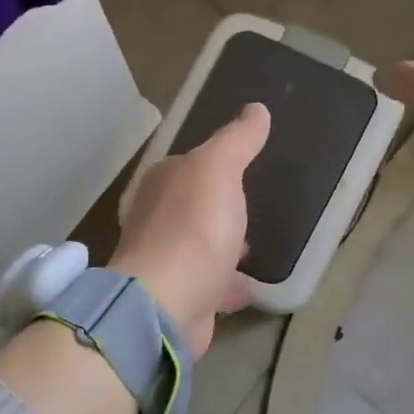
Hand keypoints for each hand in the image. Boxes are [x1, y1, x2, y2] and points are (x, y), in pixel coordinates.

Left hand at [110, 102, 270, 355]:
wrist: (166, 305)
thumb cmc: (193, 229)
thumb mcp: (219, 170)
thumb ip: (237, 141)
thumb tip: (256, 109)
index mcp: (162, 183)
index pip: (189, 164)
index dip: (215, 163)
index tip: (243, 165)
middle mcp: (157, 219)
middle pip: (193, 206)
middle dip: (218, 206)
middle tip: (250, 206)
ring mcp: (166, 262)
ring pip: (200, 246)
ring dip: (222, 244)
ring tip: (251, 246)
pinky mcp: (178, 298)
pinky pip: (208, 284)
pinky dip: (225, 283)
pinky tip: (246, 286)